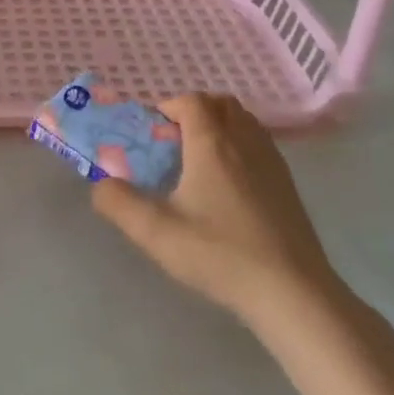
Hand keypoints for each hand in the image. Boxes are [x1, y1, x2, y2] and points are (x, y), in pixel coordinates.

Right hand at [91, 93, 345, 326]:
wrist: (293, 294)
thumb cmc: (220, 253)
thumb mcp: (155, 232)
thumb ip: (118, 202)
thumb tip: (100, 184)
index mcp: (212, 143)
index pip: (191, 100)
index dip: (168, 107)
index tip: (152, 134)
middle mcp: (245, 141)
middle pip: (221, 103)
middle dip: (194, 111)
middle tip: (174, 143)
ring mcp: (272, 162)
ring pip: (244, 122)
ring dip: (219, 126)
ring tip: (199, 162)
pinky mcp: (288, 185)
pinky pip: (260, 144)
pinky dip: (240, 147)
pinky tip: (228, 186)